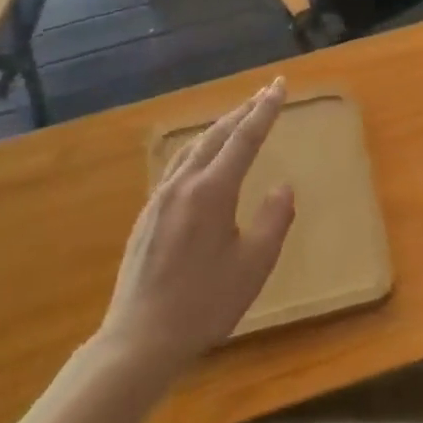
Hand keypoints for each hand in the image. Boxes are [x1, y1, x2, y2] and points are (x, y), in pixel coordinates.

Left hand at [94, 78, 294, 372]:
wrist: (140, 338)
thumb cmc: (204, 303)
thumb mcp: (254, 265)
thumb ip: (273, 220)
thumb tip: (283, 186)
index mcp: (212, 191)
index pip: (245, 138)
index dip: (265, 110)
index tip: (280, 85)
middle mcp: (184, 184)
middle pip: (217, 135)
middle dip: (243, 111)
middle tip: (265, 93)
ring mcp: (161, 198)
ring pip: (193, 147)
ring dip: (219, 128)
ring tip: (237, 118)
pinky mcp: (148, 215)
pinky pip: (178, 165)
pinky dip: (199, 148)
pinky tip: (202, 159)